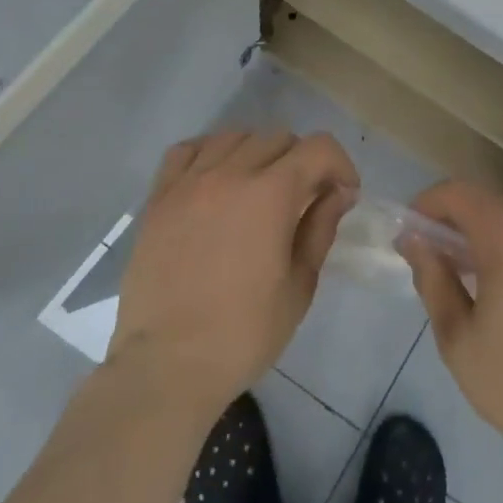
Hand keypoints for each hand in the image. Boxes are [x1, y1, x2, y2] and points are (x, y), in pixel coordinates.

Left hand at [108, 130, 358, 418]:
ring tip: (259, 188)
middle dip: (302, 161)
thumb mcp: (299, 287)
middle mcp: (230, 173)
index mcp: (270, 194)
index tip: (343, 194)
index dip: (340, 164)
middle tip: (304, 199)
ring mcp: (189, 182)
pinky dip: (210, 153)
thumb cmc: (243, 334)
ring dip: (258, 153)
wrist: (166, 365)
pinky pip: (187, 150)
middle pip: (278, 137)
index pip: (318, 147)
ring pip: (234, 137)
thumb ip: (320, 229)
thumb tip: (338, 193)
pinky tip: (216, 179)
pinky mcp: (159, 197)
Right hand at [402, 181, 502, 478]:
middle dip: (456, 220)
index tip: (410, 232)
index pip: (458, 193)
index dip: (427, 203)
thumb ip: (431, 277)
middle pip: (489, 203)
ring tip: (470, 277)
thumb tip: (412, 239)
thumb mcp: (456, 336)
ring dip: (487, 235)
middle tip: (434, 257)